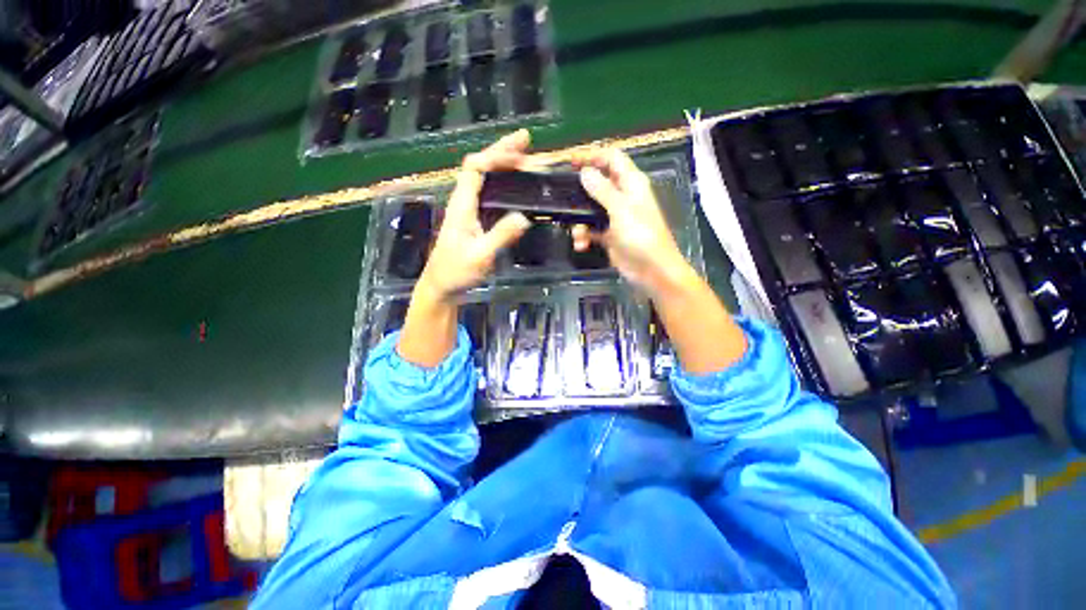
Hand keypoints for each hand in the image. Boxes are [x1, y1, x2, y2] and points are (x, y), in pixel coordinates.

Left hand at [418, 130, 536, 300]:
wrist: (441, 286)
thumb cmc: (456, 272)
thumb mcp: (480, 257)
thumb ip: (500, 237)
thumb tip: (524, 217)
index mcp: (461, 205)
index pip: (474, 168)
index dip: (495, 156)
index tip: (520, 154)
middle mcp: (464, 201)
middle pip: (479, 166)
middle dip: (502, 151)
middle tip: (527, 142)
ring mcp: (468, 210)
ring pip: (484, 178)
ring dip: (503, 165)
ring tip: (525, 158)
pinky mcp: (474, 220)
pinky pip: (489, 193)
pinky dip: (503, 184)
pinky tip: (515, 186)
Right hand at [571, 148, 697, 297]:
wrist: (651, 270)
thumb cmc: (640, 235)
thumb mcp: (621, 209)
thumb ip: (602, 190)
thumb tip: (585, 171)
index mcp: (631, 183)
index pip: (611, 158)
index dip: (592, 156)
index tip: (570, 160)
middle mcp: (622, 197)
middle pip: (597, 184)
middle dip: (580, 191)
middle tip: (561, 195)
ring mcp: (615, 217)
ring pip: (590, 209)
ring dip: (580, 221)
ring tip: (577, 234)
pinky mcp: (609, 235)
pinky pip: (591, 230)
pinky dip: (584, 236)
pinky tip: (582, 245)